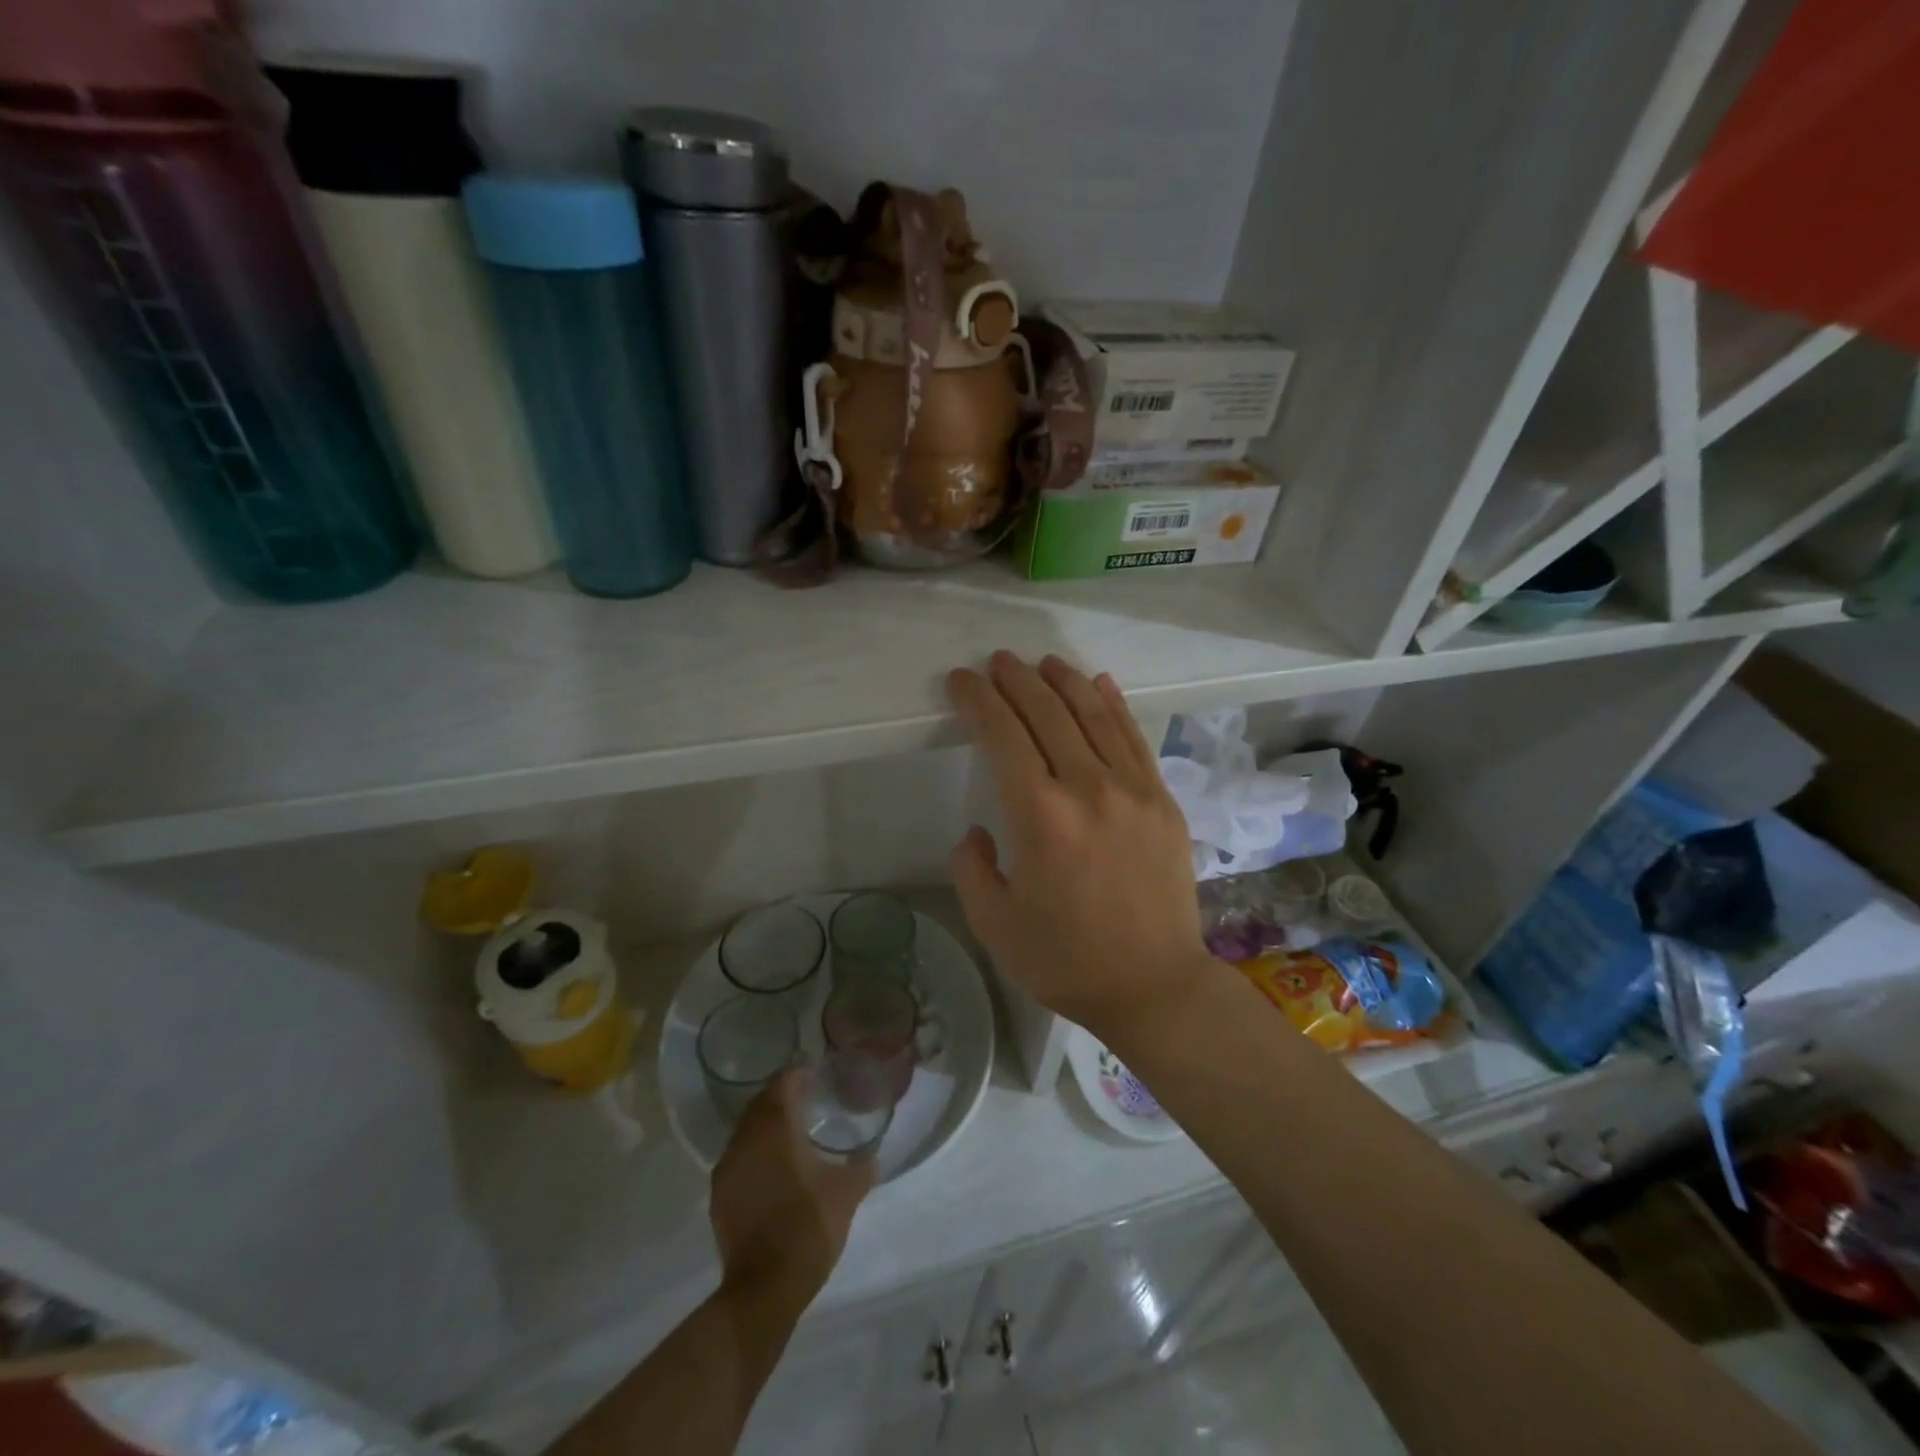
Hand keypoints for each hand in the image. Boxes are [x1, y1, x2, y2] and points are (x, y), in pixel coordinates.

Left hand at [710, 1070, 875, 1311]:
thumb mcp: (847, 1193)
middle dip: (781, 1096)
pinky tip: (774, 1167)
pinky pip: (739, 1157)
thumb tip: (871, 1154)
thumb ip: (862, 1166)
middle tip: (807, 1099)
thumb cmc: (808, 1227)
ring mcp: (728, 1168)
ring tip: (792, 1132)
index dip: (798, 1073)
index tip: (816, 1074)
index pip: (782, 1083)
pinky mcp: (719, 1195)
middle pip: (761, 1103)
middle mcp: (746, 1139)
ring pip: (747, 1130)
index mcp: (775, 1128)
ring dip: (766, 1124)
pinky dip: (755, 1152)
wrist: (764, 1289)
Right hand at [946, 651, 1213, 1044]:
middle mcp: (1087, 789)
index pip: (1002, 736)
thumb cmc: (1066, 961)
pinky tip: (1099, 683)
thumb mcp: (994, 925)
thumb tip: (980, 832)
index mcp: (1040, 817)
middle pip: (1047, 713)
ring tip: (1042, 662)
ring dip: (1064, 681)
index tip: (960, 680)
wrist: (1154, 986)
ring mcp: (1132, 790)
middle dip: (1016, 680)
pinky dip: (1114, 705)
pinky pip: (1134, 738)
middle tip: (997, 661)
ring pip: (1094, 715)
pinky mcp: (1161, 800)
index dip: (977, 700)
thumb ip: (972, 869)